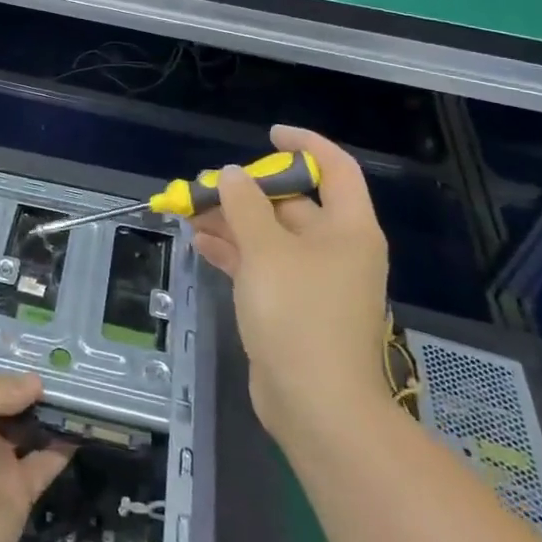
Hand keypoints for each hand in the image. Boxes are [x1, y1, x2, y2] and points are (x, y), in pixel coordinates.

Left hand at [0, 374, 73, 541]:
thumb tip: (36, 382)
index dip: (7, 370)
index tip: (40, 352)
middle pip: (8, 404)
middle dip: (33, 388)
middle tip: (71, 366)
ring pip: (29, 430)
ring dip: (52, 414)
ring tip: (84, 390)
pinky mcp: (17, 495)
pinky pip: (46, 463)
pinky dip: (65, 446)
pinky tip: (84, 426)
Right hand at [190, 125, 391, 439]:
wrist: (317, 406)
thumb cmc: (298, 315)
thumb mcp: (266, 251)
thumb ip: (245, 206)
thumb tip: (235, 175)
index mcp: (349, 229)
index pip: (335, 168)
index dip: (305, 145)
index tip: (268, 134)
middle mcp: (338, 249)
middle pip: (294, 204)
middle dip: (250, 192)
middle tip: (209, 185)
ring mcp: (317, 281)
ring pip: (273, 236)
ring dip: (235, 222)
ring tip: (192, 212)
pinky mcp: (295, 308)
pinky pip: (264, 266)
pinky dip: (236, 252)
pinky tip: (201, 243)